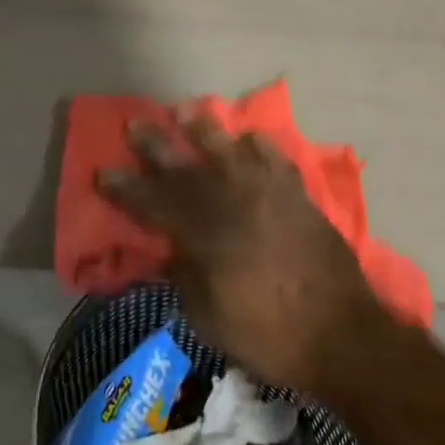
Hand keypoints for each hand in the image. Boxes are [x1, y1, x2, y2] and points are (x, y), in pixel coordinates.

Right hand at [96, 111, 392, 395]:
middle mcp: (232, 201)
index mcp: (205, 232)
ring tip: (185, 110)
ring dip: (203, 129)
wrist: (340, 333)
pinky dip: (259, 145)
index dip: (126, 188)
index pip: (154, 202)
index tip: (103, 172)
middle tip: (134, 124)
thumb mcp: (208, 316)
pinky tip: (248, 137)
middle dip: (156, 146)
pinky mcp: (297, 195)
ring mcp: (268, 193)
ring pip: (229, 149)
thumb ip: (184, 275)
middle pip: (186, 167)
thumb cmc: (267, 334)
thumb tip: (171, 249)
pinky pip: (275, 159)